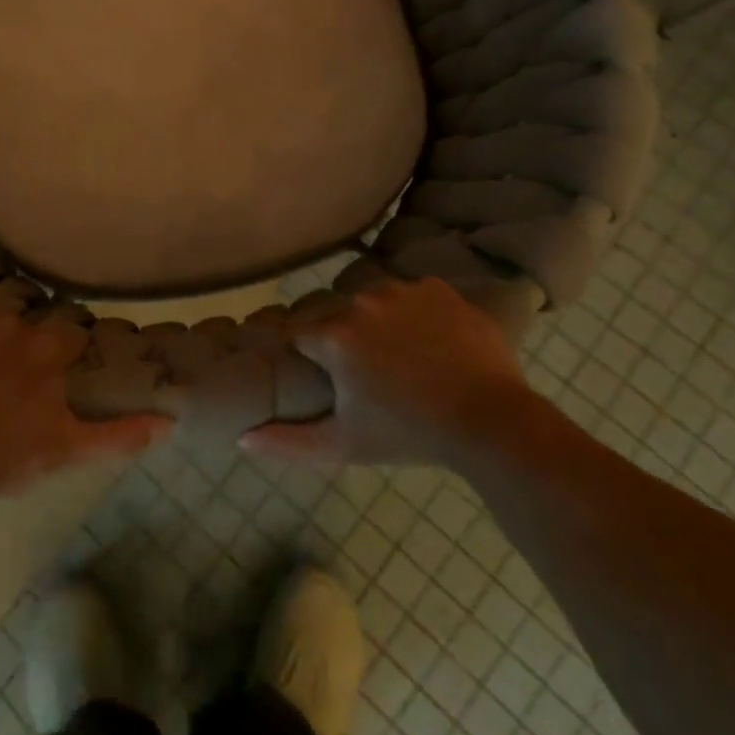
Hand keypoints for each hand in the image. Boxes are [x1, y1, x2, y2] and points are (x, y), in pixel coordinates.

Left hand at [0, 291, 170, 497]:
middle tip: (10, 371)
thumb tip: (171, 423)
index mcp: (48, 348)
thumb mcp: (69, 450)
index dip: (64, 351)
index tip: (56, 371)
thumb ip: (120, 434)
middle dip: (21, 339)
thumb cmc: (7, 457)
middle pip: (25, 318)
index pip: (68, 333)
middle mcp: (14, 322)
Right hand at [242, 278, 531, 470]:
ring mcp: (403, 290)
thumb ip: (288, 441)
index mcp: (333, 335)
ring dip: (379, 324)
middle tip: (371, 377)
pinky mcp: (439, 289)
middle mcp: (361, 301)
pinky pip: (414, 296)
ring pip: (374, 303)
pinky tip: (434, 345)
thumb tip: (242, 438)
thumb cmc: (409, 435)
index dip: (312, 359)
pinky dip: (417, 315)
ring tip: (406, 360)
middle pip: (336, 316)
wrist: (493, 423)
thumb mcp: (344, 445)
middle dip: (345, 341)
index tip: (329, 379)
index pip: (301, 335)